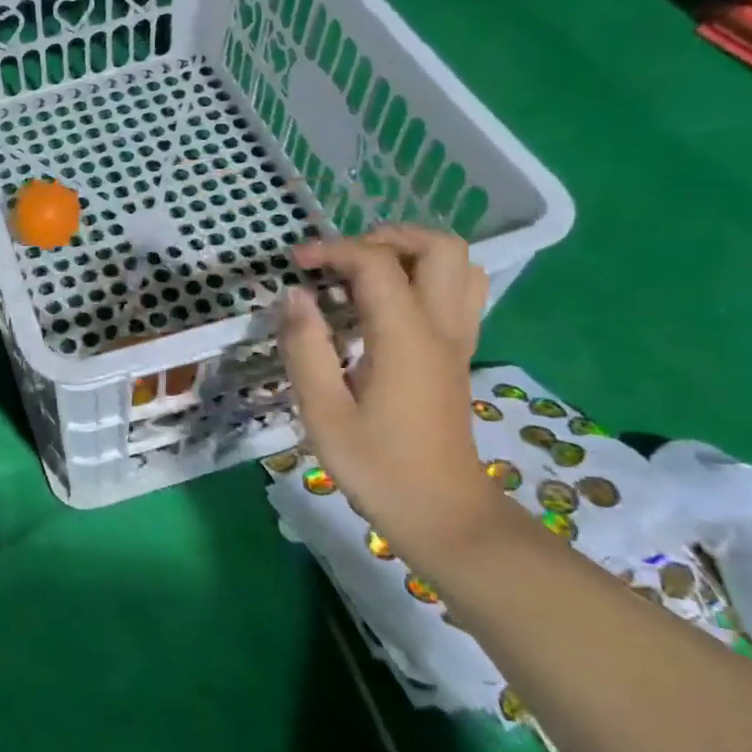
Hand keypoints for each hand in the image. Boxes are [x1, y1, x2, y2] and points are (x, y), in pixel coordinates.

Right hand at [278, 225, 498, 541]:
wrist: (443, 514)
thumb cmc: (378, 467)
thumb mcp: (324, 412)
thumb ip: (305, 348)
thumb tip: (293, 296)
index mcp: (406, 338)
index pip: (376, 264)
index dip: (332, 251)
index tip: (295, 264)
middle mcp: (441, 328)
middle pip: (438, 247)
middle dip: (385, 237)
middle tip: (341, 261)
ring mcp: (457, 340)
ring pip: (458, 265)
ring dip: (411, 253)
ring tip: (365, 272)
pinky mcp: (458, 355)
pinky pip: (458, 292)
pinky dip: (425, 277)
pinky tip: (388, 303)